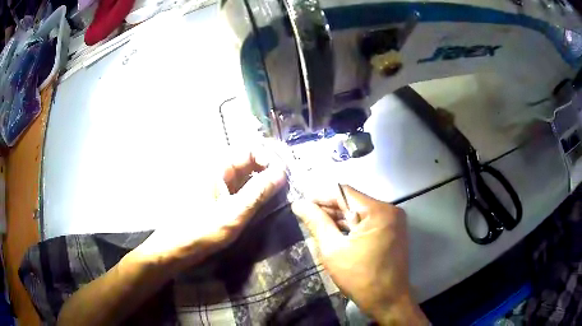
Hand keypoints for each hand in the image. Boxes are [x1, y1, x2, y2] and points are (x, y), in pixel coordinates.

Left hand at [131, 147, 286, 274]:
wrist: (177, 248)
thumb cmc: (201, 230)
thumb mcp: (233, 213)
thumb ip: (258, 192)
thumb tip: (282, 173)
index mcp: (219, 166)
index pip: (251, 148)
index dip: (270, 156)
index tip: (284, 173)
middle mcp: (220, 169)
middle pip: (251, 157)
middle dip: (272, 164)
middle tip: (289, 178)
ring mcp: (222, 183)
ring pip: (250, 172)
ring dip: (267, 176)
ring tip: (284, 187)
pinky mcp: (223, 196)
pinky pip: (245, 185)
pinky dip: (259, 188)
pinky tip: (270, 196)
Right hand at [292, 186, 427, 324]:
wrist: (387, 300)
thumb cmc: (360, 277)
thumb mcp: (333, 249)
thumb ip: (316, 223)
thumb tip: (299, 204)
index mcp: (378, 211)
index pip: (344, 192)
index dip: (320, 196)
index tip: (301, 205)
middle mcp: (389, 210)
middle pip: (353, 201)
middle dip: (329, 209)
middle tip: (306, 217)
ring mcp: (393, 220)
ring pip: (360, 211)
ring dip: (339, 218)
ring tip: (316, 225)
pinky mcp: (392, 230)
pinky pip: (368, 221)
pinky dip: (352, 226)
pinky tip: (335, 233)